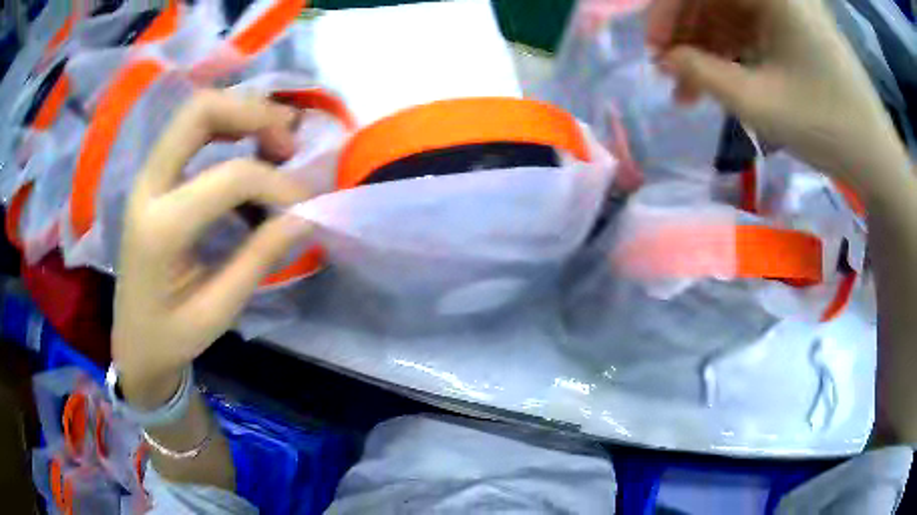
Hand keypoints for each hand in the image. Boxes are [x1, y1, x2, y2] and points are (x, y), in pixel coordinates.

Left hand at [112, 91, 312, 406]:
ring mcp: (148, 179)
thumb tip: (307, 216)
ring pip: (196, 113)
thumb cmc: (171, 337)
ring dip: (242, 114)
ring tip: (277, 140)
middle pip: (200, 112)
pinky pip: (193, 133)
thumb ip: (259, 258)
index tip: (304, 206)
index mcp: (160, 229)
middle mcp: (148, 188)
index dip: (277, 184)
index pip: (229, 177)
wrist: (134, 343)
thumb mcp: (218, 310)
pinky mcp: (155, 180)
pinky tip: (251, 158)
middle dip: (254, 113)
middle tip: (289, 142)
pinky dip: (229, 131)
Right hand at [648, 0, 910, 199]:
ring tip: (692, 91)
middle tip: (670, 73)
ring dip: (707, 46)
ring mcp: (789, 6)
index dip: (667, 12)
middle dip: (686, 32)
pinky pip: (751, 26)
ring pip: (729, 12)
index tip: (654, 52)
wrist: (876, 157)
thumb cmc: (825, 126)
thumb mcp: (757, 102)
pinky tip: (722, 80)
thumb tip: (665, 60)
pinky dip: (733, 50)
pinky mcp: (797, 26)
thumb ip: (700, 73)